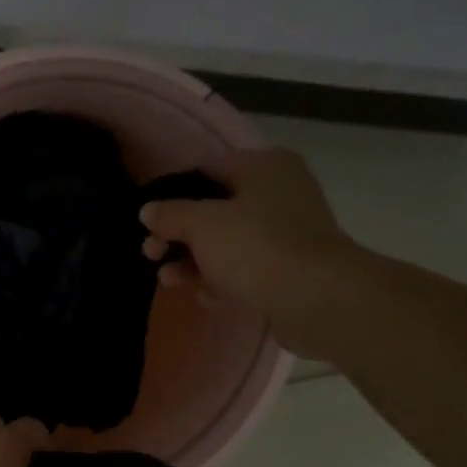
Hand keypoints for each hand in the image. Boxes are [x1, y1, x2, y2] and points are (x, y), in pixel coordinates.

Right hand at [140, 149, 371, 357]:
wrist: (318, 299)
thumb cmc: (256, 247)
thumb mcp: (201, 224)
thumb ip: (170, 214)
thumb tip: (148, 210)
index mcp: (264, 167)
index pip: (207, 170)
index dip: (172, 194)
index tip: (148, 219)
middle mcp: (280, 193)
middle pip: (215, 210)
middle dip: (178, 235)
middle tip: (151, 253)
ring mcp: (288, 234)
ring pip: (228, 244)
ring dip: (194, 262)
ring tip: (168, 281)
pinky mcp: (291, 270)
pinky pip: (246, 270)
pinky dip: (222, 281)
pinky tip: (203, 297)